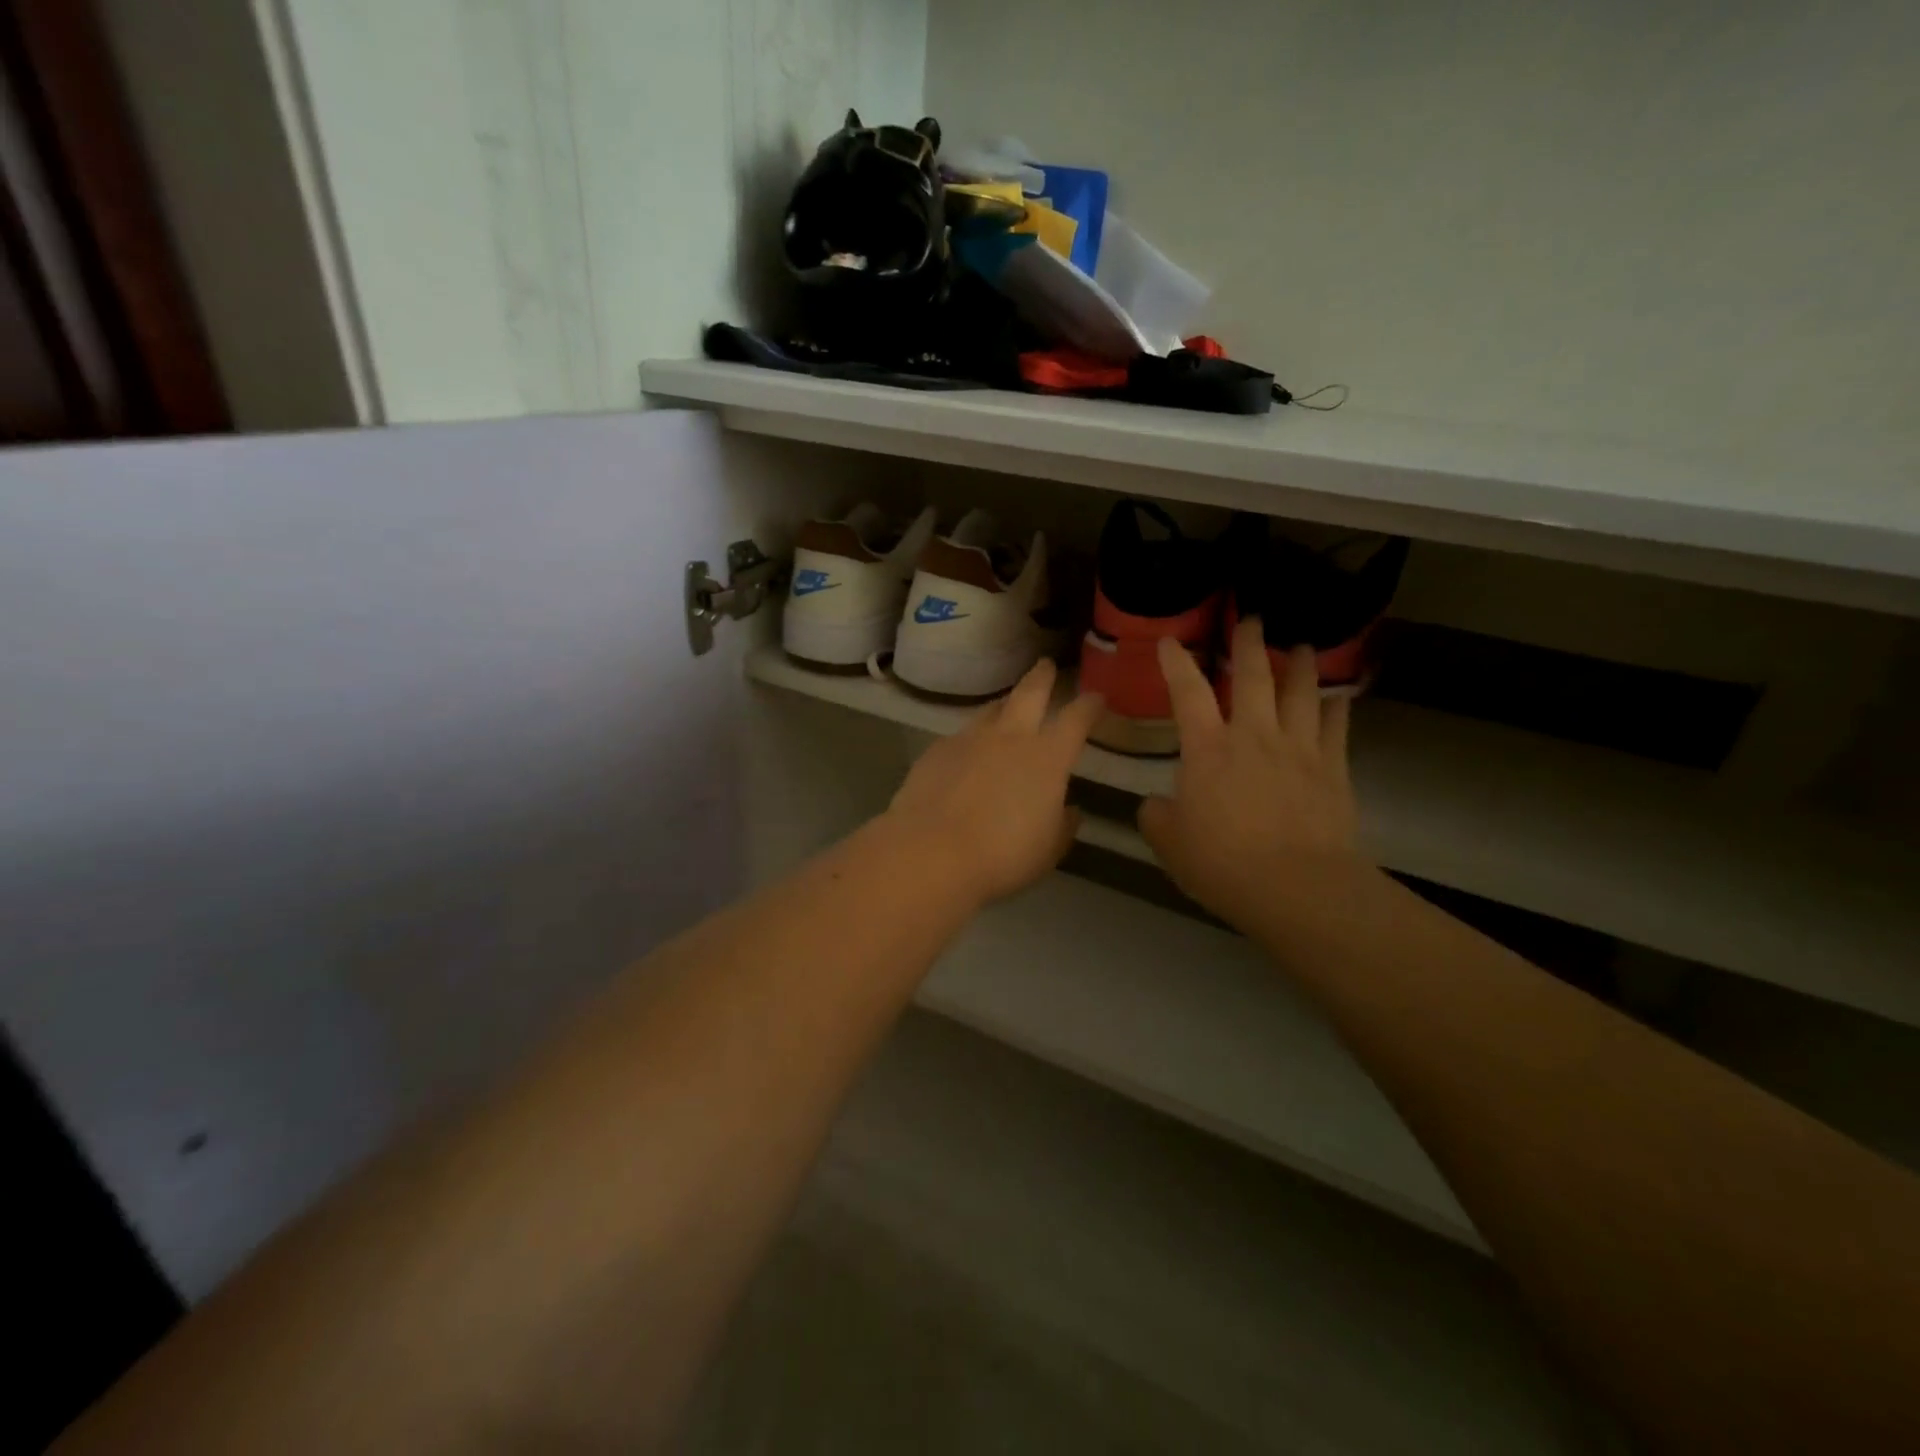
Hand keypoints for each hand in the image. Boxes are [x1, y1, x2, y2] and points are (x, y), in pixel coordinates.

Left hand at [885, 659, 1103, 906]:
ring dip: (1004, 705)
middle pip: (1030, 692)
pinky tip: (967, 755)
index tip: (1096, 698)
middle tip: (1046, 666)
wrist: (931, 852)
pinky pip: (961, 736)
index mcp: (1048, 757)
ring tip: (1006, 709)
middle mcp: (1010, 737)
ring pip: (992, 709)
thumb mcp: (1048, 849)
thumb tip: (1069, 810)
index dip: (1089, 706)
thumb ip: (1062, 825)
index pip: (1076, 719)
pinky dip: (972, 740)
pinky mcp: (936, 750)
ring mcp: (970, 739)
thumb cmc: (1002, 856)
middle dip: (1042, 676)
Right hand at [1139, 618, 1365, 926]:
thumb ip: (1158, 815)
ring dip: (1299, 666)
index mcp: (1208, 749)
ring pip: (1301, 694)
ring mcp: (1299, 749)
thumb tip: (1157, 803)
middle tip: (1251, 619)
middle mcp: (1254, 736)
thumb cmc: (1223, 863)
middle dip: (1249, 645)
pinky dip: (1337, 707)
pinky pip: (1336, 728)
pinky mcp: (1332, 770)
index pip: (1187, 693)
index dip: (1176, 663)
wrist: (1296, 887)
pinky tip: (1338, 696)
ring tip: (1301, 647)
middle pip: (1254, 677)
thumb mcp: (1170, 843)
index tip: (1171, 641)